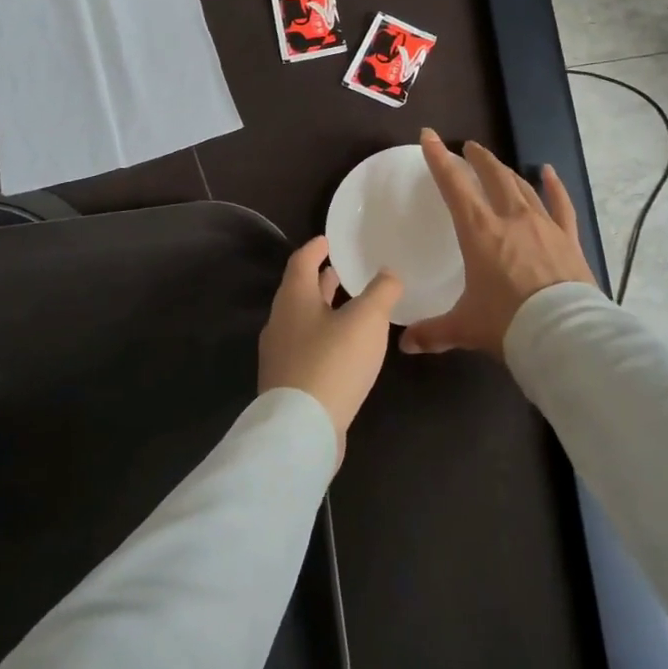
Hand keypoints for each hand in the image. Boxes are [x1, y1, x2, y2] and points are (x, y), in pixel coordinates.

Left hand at [258, 236, 402, 464]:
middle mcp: (280, 321)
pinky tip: (343, 350)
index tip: (328, 239)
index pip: (301, 261)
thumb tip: (389, 272)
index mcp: (293, 298)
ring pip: (302, 321)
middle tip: (342, 271)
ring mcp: (279, 354)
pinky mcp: (286, 383)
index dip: (316, 248)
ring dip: (322, 309)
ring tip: (347, 307)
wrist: (301, 428)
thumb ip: (381, 292)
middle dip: (320, 280)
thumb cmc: (333, 362)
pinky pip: (305, 348)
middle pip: (299, 291)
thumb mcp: (367, 320)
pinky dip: (323, 337)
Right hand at [400, 128, 597, 357]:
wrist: (565, 335)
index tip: (429, 136)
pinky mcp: (568, 238)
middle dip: (478, 159)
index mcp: (479, 232)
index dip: (439, 159)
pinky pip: (561, 204)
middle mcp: (511, 219)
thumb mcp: (465, 327)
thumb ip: (434, 332)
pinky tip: (549, 172)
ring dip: (507, 171)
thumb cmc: (508, 324)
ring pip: (523, 186)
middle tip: (468, 148)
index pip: (454, 186)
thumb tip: (404, 344)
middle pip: (493, 176)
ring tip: (497, 164)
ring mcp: (544, 226)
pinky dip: (554, 186)